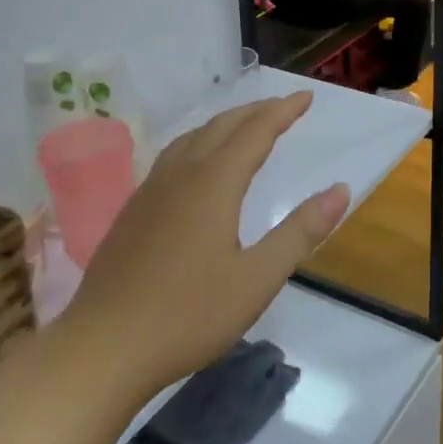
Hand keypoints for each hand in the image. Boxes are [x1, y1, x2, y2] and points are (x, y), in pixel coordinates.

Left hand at [63, 93, 349, 408]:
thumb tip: (340, 190)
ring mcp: (150, 190)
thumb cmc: (188, 315)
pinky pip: (173, 156)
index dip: (283, 111)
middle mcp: (181, 174)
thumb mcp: (257, 279)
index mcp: (213, 183)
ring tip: (245, 126)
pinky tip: (197, 166)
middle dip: (256, 111)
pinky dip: (199, 142)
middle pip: (222, 126)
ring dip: (225, 124)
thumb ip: (300, 231)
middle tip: (284, 107)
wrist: (102, 347)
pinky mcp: (133, 210)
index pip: (256, 131)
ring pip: (192, 138)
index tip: (306, 96)